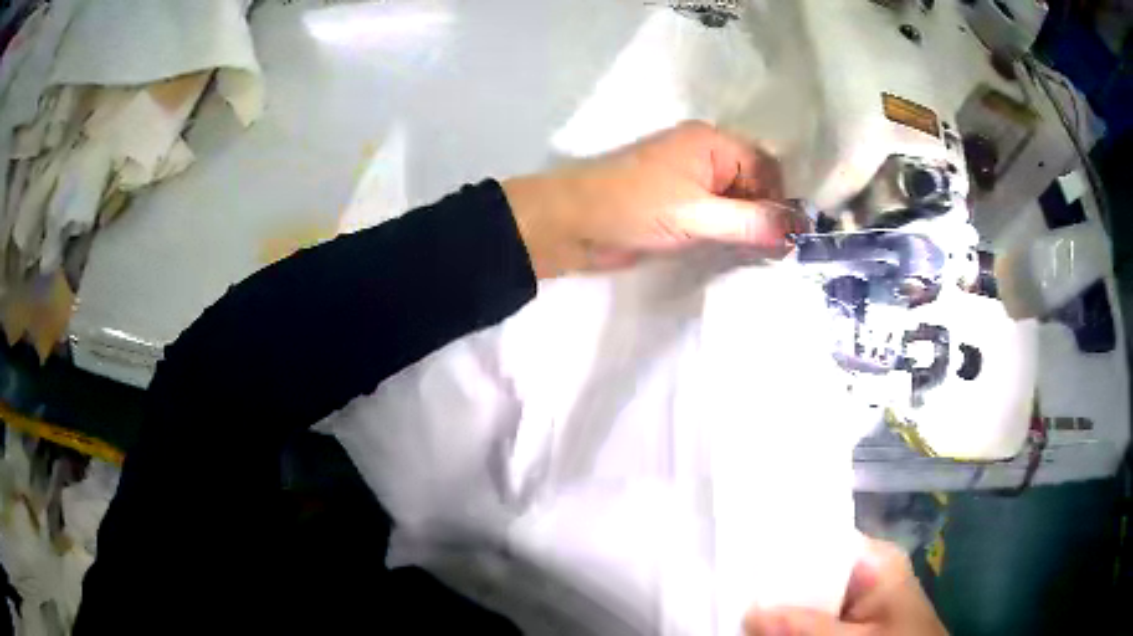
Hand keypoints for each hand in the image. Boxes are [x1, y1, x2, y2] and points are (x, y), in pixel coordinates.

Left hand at [502, 121, 804, 278]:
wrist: (570, 225)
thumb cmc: (632, 208)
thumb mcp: (697, 215)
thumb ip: (750, 222)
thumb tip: (799, 230)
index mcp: (711, 142)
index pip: (766, 166)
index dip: (780, 199)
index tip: (788, 236)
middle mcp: (705, 154)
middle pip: (755, 182)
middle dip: (767, 213)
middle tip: (776, 251)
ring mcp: (692, 179)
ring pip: (738, 199)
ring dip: (750, 225)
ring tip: (760, 254)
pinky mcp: (680, 203)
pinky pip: (719, 213)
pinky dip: (731, 230)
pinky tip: (738, 251)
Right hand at [744, 539, 948, 635]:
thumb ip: (810, 627)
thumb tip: (750, 612)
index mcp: (875, 558)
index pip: (821, 538)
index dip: (781, 547)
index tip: (742, 555)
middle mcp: (865, 569)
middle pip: (809, 569)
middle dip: (774, 585)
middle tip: (731, 588)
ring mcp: (856, 594)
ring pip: (807, 595)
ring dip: (779, 606)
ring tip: (738, 603)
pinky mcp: (850, 616)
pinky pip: (814, 613)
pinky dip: (792, 621)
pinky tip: (765, 625)